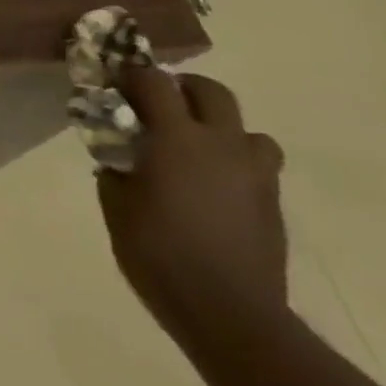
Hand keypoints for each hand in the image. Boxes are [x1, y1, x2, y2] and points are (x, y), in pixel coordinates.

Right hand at [96, 66, 289, 351]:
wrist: (228, 310)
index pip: (155, 83)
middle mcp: (222, 145)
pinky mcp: (272, 201)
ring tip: (193, 148)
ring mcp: (255, 173)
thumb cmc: (157, 253)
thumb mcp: (116, 206)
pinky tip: (210, 186)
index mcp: (177, 140)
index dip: (133, 76)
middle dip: (182, 88)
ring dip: (218, 127)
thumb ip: (115, 169)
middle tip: (158, 103)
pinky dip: (232, 161)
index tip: (114, 81)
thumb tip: (118, 156)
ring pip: (245, 128)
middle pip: (212, 92)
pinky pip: (255, 163)